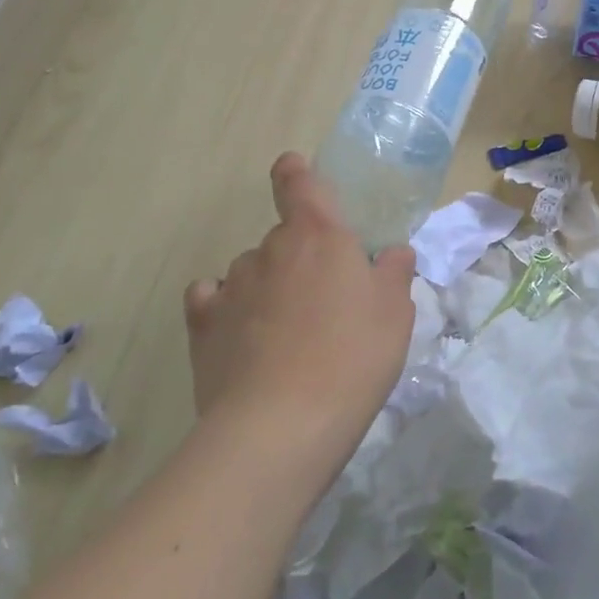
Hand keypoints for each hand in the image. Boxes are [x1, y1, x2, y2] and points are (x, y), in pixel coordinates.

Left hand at [183, 154, 416, 476]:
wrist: (279, 427)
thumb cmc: (352, 358)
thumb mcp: (395, 315)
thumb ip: (394, 274)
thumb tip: (391, 253)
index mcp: (319, 235)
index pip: (299, 183)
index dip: (296, 172)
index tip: (295, 170)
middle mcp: (270, 249)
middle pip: (284, 238)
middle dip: (302, 257)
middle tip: (326, 300)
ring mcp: (231, 286)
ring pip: (252, 271)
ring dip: (268, 286)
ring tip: (287, 333)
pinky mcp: (203, 327)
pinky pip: (212, 300)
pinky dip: (226, 308)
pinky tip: (240, 334)